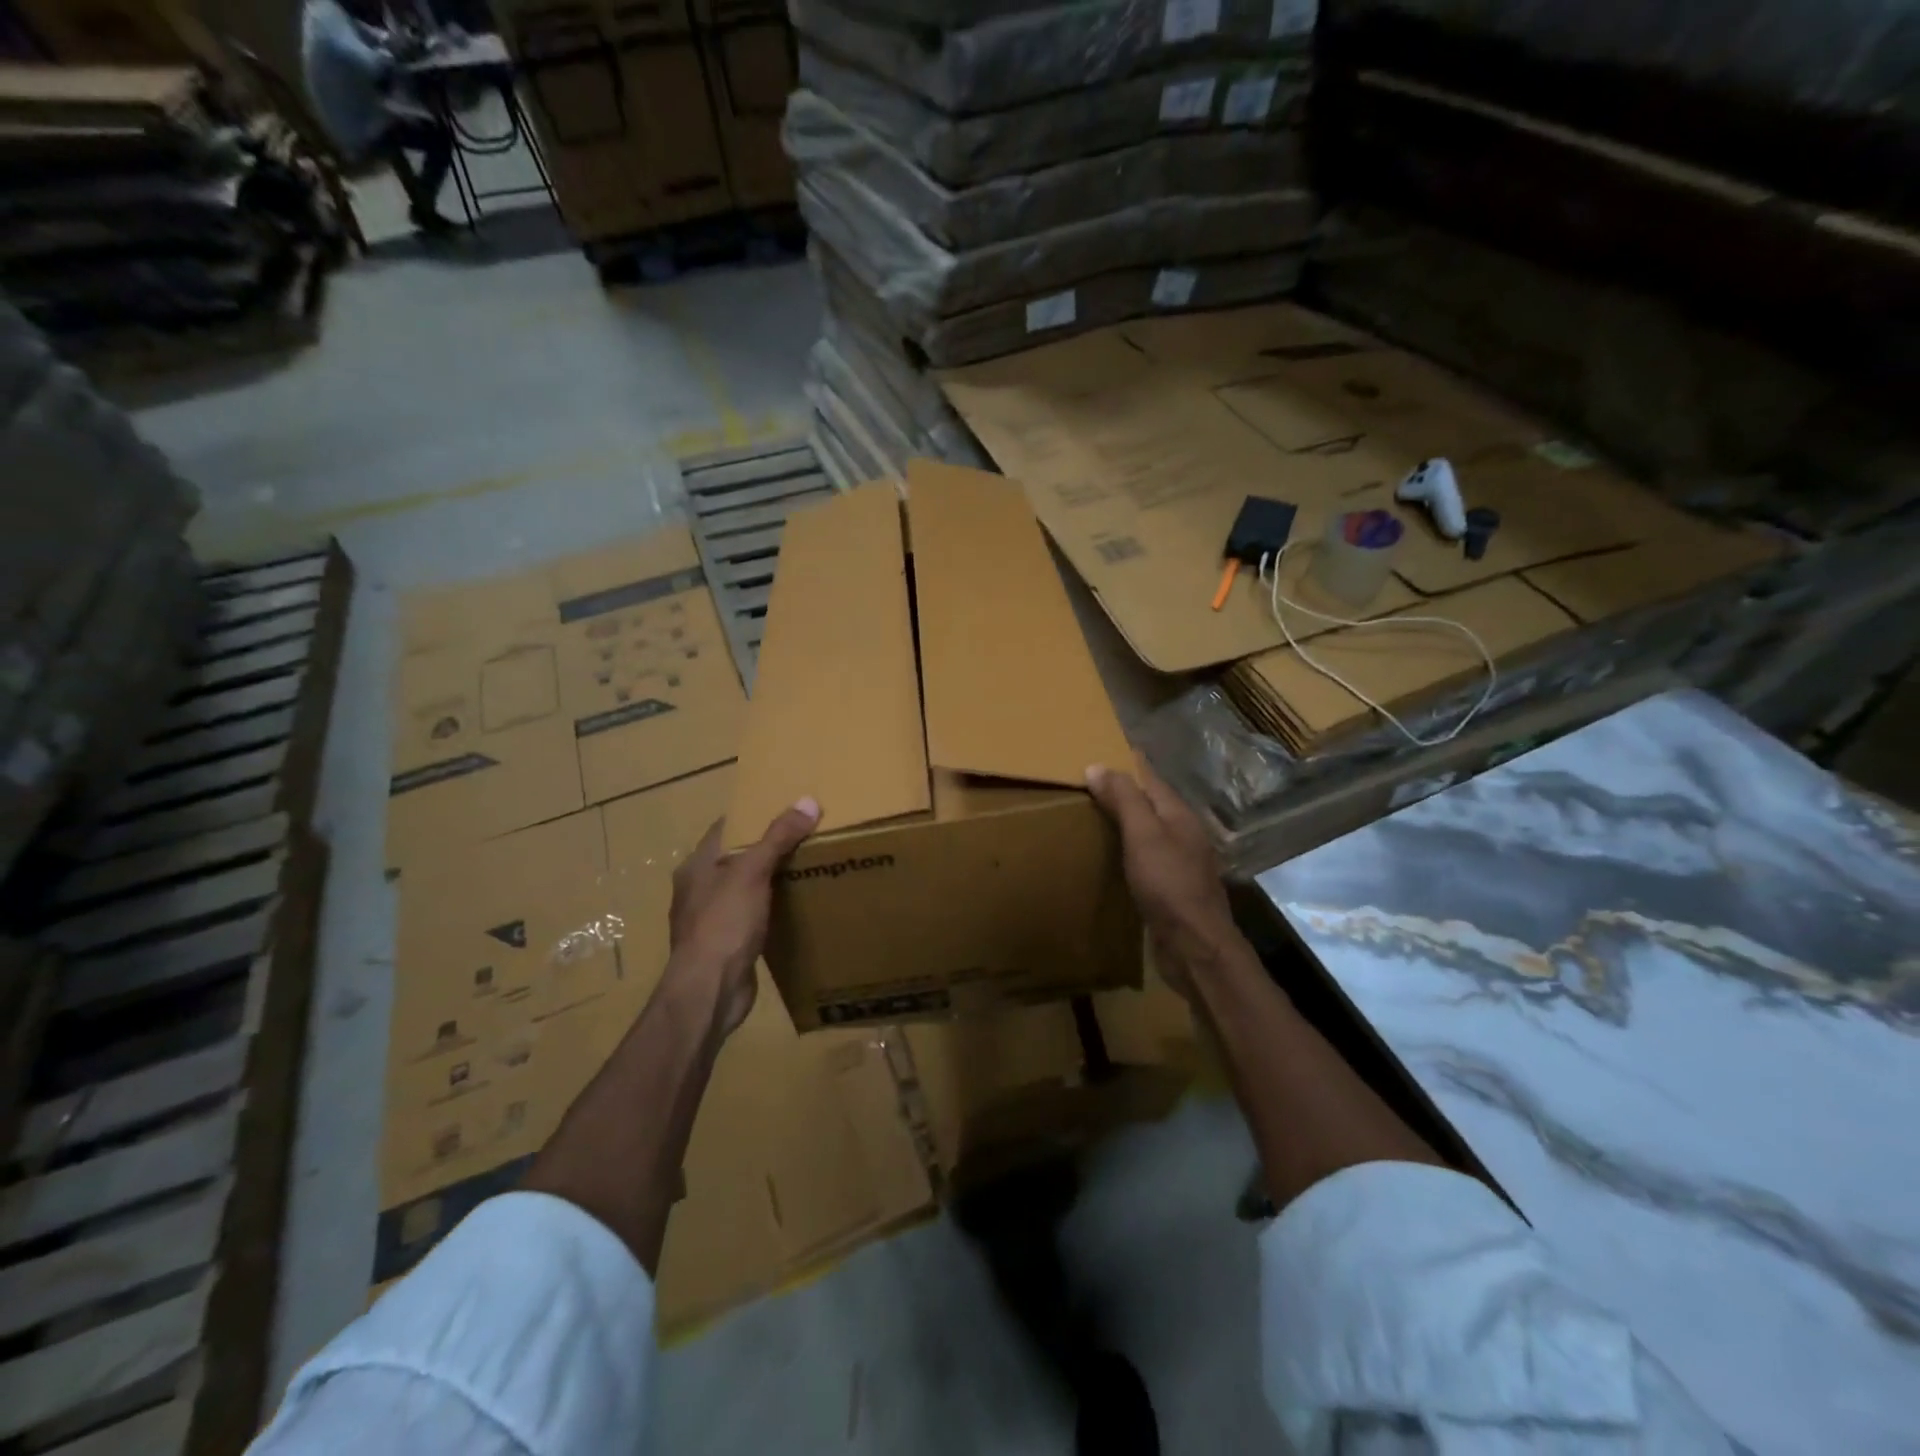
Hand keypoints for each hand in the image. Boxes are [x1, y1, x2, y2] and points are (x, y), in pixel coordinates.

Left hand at [668, 798, 819, 1035]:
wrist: (710, 990)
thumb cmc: (724, 923)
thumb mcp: (752, 872)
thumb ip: (778, 837)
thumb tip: (808, 801)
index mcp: (696, 866)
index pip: (725, 828)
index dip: (752, 815)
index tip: (785, 806)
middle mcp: (698, 889)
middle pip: (736, 857)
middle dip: (766, 847)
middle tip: (804, 835)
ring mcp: (710, 919)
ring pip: (745, 889)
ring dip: (769, 880)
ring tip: (806, 866)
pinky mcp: (726, 945)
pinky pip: (751, 917)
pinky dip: (770, 909)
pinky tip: (794, 908)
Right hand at [1085, 763, 1236, 999]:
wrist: (1194, 945)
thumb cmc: (1168, 884)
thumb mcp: (1143, 835)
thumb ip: (1124, 800)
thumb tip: (1097, 766)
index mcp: (1179, 816)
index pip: (1151, 778)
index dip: (1128, 763)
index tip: (1102, 748)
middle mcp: (1183, 834)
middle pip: (1151, 803)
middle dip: (1125, 790)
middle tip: (1088, 782)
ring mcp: (1181, 863)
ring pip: (1150, 831)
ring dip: (1126, 820)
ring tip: (1094, 814)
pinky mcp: (1172, 889)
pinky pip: (1147, 857)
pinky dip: (1128, 848)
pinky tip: (1113, 855)